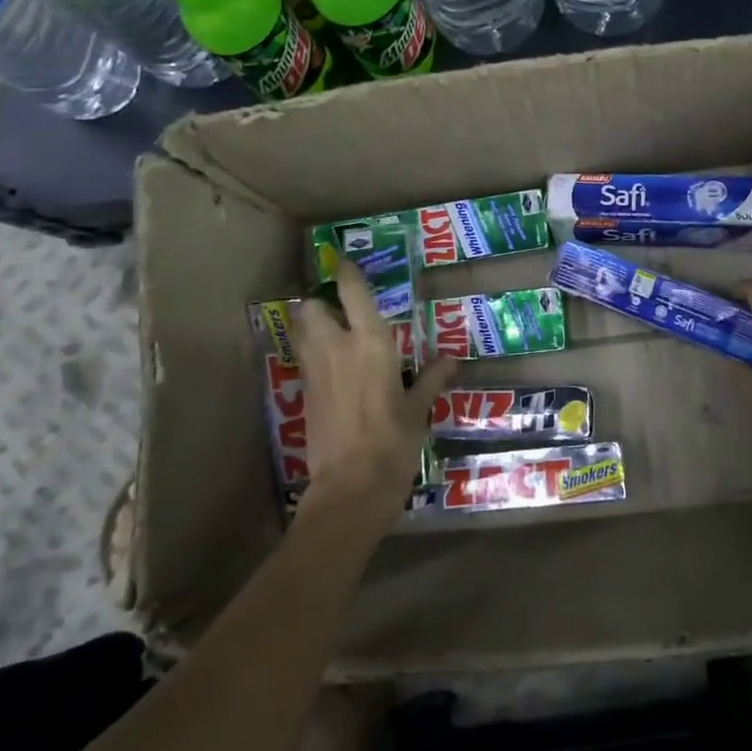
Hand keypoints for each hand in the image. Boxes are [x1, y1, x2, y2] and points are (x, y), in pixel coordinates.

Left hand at [294, 259, 455, 522]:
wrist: (350, 488)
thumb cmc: (393, 443)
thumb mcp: (418, 411)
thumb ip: (430, 380)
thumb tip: (450, 361)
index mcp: (370, 343)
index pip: (352, 292)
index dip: (346, 272)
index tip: (344, 261)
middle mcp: (337, 348)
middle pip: (311, 308)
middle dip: (318, 303)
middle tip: (336, 308)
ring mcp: (315, 372)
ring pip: (301, 333)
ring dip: (311, 326)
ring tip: (330, 333)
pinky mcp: (303, 396)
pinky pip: (304, 362)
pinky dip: (312, 356)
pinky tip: (330, 370)